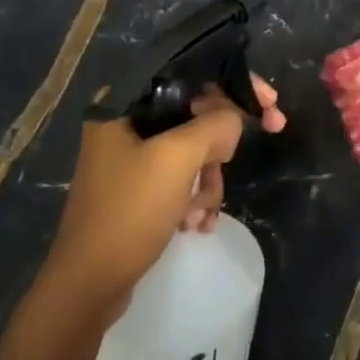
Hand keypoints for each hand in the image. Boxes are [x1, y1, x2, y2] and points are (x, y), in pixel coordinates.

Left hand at [40, 76, 285, 310]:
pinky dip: (196, 199)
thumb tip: (234, 119)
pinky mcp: (139, 190)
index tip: (270, 102)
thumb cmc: (129, 212)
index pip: (190, 75)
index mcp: (125, 105)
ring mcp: (131, 159)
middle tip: (246, 153)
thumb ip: (214, 125)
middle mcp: (126, 125)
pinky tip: (196, 225)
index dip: (235, 84)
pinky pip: (182, 179)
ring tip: (201, 212)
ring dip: (208, 181)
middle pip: (196, 114)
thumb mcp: (177, 160)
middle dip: (221, 145)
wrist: (89, 284)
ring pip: (194, 150)